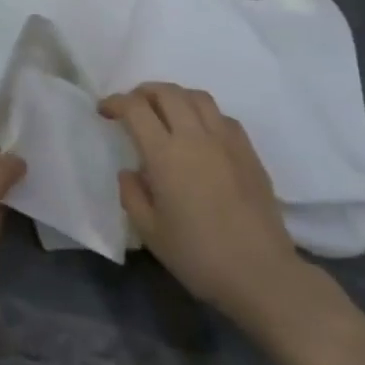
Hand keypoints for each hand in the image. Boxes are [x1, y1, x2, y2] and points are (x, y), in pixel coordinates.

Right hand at [100, 83, 314, 325]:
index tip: (104, 111)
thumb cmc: (197, 255)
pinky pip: (222, 116)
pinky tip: (199, 133)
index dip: (116, 102)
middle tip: (131, 106)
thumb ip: (132, 195)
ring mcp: (227, 140)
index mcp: (166, 155)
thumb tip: (130, 172)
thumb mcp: (150, 232)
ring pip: (198, 97)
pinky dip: (202, 113)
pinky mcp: (248, 151)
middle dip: (143, 92)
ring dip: (174, 96)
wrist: (259, 272)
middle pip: (168, 92)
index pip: (136, 109)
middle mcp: (196, 137)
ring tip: (164, 112)